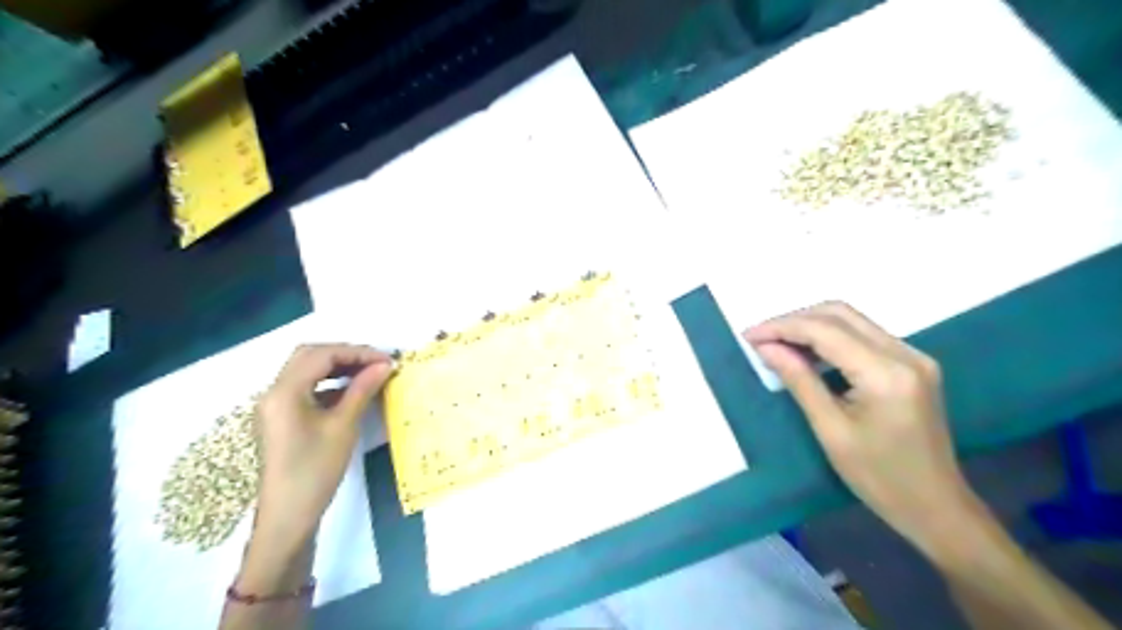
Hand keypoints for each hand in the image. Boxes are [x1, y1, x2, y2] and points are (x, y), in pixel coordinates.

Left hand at [252, 345, 395, 556]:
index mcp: (284, 391)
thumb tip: (385, 365)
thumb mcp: (343, 426)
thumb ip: (362, 389)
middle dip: (346, 355)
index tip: (387, 360)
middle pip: (310, 357)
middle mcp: (274, 392)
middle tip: (377, 363)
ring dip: (338, 367)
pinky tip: (352, 392)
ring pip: (307, 371)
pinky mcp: (282, 418)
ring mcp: (276, 406)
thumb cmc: (315, 470)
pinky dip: (330, 384)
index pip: (322, 355)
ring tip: (369, 373)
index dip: (357, 352)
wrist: (288, 516)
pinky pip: (306, 388)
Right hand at [749, 303, 977, 553]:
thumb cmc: (878, 477)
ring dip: (811, 326)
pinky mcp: (912, 364)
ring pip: (852, 321)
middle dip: (795, 320)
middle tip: (761, 338)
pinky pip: (864, 336)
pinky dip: (830, 338)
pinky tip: (808, 354)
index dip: (782, 327)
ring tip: (777, 344)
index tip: (749, 336)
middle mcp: (905, 354)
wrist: (936, 507)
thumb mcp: (830, 430)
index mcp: (886, 373)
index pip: (825, 331)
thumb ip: (799, 381)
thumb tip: (766, 348)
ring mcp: (913, 357)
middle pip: (840, 314)